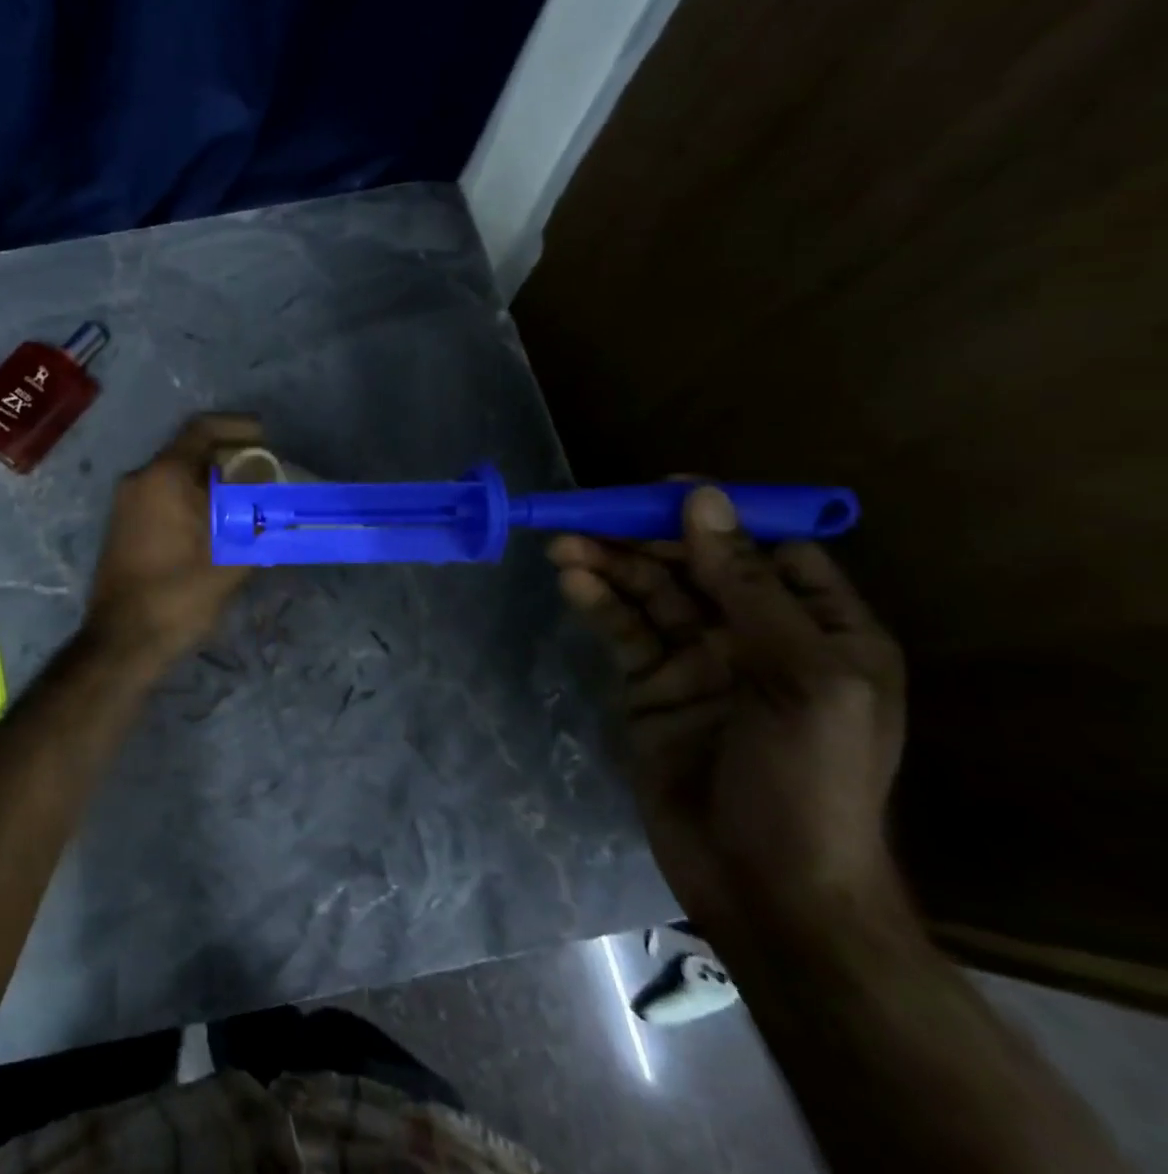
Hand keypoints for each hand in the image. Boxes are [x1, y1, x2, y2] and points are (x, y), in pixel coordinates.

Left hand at [83, 415, 261, 665]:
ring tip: (248, 500)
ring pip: (177, 474)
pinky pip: (163, 494)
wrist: (121, 641)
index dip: (238, 427)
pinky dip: (193, 497)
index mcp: (163, 477)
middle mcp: (140, 479)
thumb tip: (278, 494)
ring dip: (212, 480)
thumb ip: (258, 519)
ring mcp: (128, 502)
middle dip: (230, 457)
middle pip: (190, 449)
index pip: (203, 429)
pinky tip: (218, 522)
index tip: (268, 439)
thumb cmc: (177, 596)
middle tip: (265, 473)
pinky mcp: (124, 524)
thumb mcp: (229, 558)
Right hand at [549, 486, 907, 938]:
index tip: (662, 494)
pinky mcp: (651, 686)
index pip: (769, 549)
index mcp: (821, 630)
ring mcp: (700, 661)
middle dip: (644, 539)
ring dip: (609, 565)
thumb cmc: (807, 781)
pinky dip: (597, 602)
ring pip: (651, 594)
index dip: (717, 518)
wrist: (766, 890)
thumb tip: (704, 499)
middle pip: (696, 565)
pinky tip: (571, 582)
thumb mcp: (800, 677)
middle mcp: (759, 637)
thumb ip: (748, 585)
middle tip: (589, 516)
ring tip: (563, 546)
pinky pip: (623, 630)